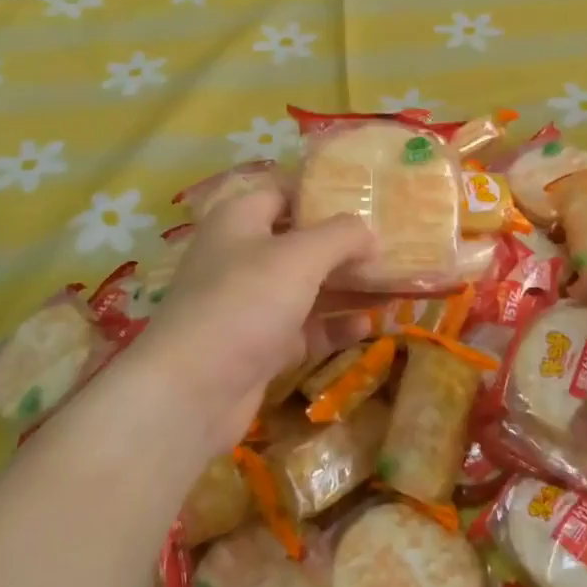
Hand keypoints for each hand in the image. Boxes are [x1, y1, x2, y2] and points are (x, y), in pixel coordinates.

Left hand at [124, 189, 377, 451]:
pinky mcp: (260, 347)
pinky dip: (334, 327)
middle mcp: (242, 258)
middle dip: (345, 248)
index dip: (323, 194)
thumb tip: (369, 233)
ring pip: (307, 288)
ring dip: (347, 289)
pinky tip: (369, 327)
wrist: (192, 392)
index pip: (284, 194)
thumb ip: (341, 236)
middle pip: (301, 243)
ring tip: (394, 287)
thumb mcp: (299, 256)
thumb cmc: (244, 303)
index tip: (368, 201)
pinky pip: (305, 329)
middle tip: (393, 248)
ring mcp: (250, 305)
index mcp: (240, 221)